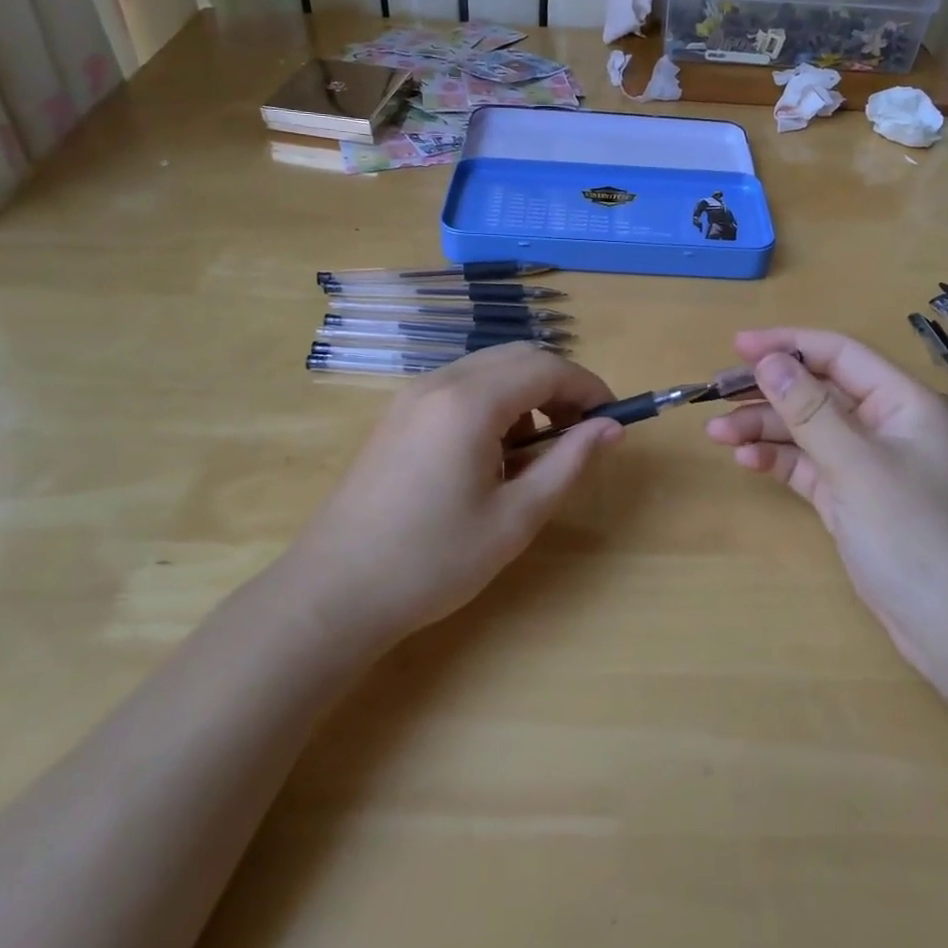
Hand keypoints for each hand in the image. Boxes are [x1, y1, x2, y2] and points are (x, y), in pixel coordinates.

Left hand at [294, 343, 620, 642]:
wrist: (334, 591)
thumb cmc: (433, 561)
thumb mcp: (515, 518)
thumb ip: (569, 463)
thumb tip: (612, 428)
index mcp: (470, 402)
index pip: (547, 367)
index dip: (588, 387)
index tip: (612, 419)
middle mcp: (440, 382)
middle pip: (519, 356)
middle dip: (559, 385)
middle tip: (580, 433)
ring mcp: (413, 395)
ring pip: (489, 368)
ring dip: (526, 393)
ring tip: (536, 450)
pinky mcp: (398, 413)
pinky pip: (461, 386)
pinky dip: (493, 402)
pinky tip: (492, 453)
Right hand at [706, 328, 947, 684]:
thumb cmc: (915, 536)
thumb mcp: (857, 466)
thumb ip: (809, 410)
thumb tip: (768, 361)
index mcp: (903, 404)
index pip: (839, 355)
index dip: (788, 344)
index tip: (737, 345)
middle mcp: (886, 426)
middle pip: (818, 392)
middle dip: (767, 392)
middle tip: (716, 394)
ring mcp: (868, 465)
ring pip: (808, 430)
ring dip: (764, 428)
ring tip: (718, 435)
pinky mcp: (852, 499)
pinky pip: (809, 465)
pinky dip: (779, 460)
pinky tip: (746, 461)